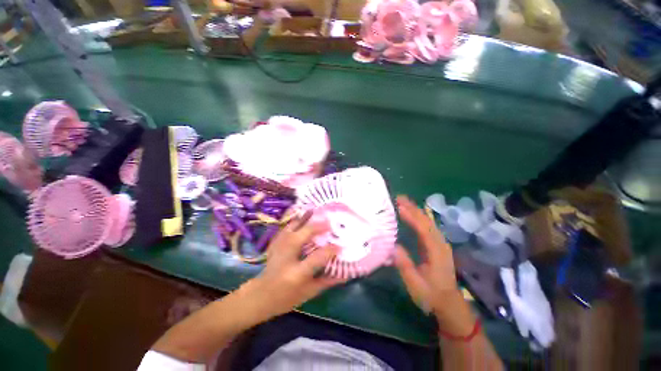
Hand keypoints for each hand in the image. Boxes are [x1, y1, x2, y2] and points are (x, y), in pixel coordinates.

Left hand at [240, 212, 345, 321]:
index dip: (330, 250)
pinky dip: (296, 219)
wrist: (260, 295)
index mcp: (296, 273)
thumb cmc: (287, 297)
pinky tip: (303, 214)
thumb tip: (345, 274)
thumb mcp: (309, 292)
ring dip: (306, 218)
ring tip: (317, 212)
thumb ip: (327, 281)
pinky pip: (286, 227)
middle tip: (329, 222)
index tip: (339, 245)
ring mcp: (278, 247)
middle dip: (317, 226)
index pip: (317, 257)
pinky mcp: (275, 243)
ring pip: (292, 227)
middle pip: (302, 235)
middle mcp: (286, 257)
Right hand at [394, 195, 460, 315]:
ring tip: (403, 201)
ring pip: (428, 222)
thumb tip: (393, 246)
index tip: (399, 206)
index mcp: (436, 252)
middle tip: (398, 198)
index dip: (411, 216)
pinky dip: (418, 217)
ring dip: (415, 210)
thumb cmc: (431, 295)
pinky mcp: (436, 245)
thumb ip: (405, 265)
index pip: (423, 229)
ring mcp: (439, 243)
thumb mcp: (415, 284)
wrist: (449, 304)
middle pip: (426, 221)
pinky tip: (411, 213)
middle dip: (413, 208)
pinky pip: (427, 226)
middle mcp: (439, 244)